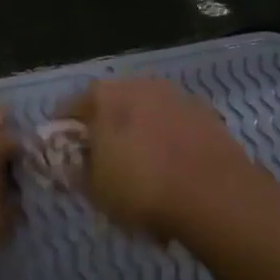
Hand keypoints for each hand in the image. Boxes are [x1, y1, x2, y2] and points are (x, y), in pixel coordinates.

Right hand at [60, 79, 249, 239]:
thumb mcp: (94, 189)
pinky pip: (174, 124)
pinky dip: (168, 139)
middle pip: (111, 105)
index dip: (63, 132)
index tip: (63, 152)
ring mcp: (176, 95)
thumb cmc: (141, 189)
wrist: (215, 195)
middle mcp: (139, 84)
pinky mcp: (207, 113)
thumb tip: (71, 163)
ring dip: (139, 131)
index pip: (69, 108)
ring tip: (141, 165)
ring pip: (146, 112)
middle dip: (104, 127)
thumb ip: (76, 171)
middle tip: (102, 158)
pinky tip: (171, 167)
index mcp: (103, 96)